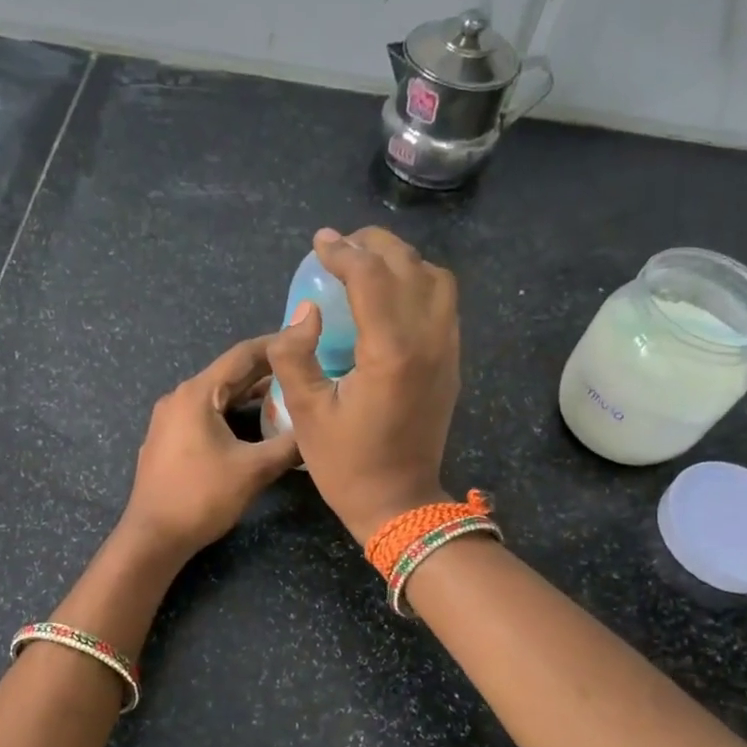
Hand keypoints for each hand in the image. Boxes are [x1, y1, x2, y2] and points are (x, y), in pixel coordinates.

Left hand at [120, 335, 300, 560]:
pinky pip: (207, 414)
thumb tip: (318, 430)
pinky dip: (234, 413)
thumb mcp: (254, 470)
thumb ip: (290, 445)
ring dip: (251, 394)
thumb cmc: (202, 497)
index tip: (306, 339)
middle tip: (305, 368)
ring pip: (219, 396)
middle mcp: (180, 397)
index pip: (243, 355)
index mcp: (198, 394)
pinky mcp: (169, 439)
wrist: (153, 537)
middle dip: (268, 371)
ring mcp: (170, 419)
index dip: (277, 344)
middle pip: (229, 374)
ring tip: (288, 395)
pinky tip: (256, 425)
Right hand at [267, 226, 459, 541]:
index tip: (319, 243)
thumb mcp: (306, 413)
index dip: (342, 252)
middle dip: (374, 245)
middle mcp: (429, 340)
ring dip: (402, 262)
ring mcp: (448, 351)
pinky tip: (389, 297)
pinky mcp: (452, 363)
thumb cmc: (347, 464)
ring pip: (436, 280)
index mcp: (391, 352)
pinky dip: (418, 284)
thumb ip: (295, 354)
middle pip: (410, 265)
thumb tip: (304, 311)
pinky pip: (444, 305)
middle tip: (340, 248)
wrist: (401, 503)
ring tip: (367, 266)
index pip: (371, 277)